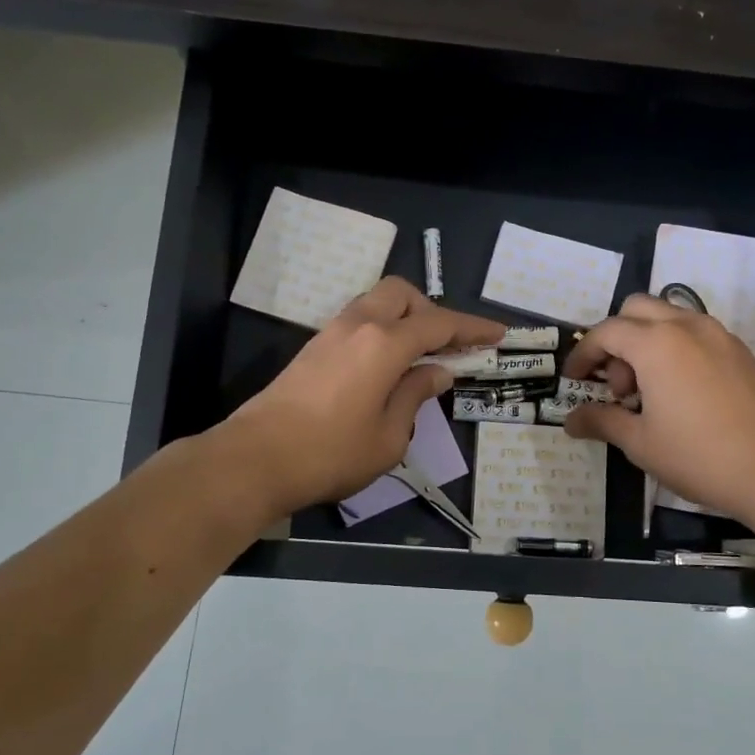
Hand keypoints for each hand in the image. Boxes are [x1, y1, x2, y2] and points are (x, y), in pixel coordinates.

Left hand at [221, 278, 503, 515]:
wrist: (255, 460)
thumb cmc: (331, 454)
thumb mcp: (389, 437)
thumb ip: (415, 396)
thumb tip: (436, 372)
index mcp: (384, 344)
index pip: (440, 324)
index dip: (473, 328)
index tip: (499, 334)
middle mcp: (358, 325)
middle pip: (402, 294)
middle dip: (431, 311)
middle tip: (446, 348)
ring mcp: (330, 334)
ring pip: (376, 303)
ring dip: (404, 319)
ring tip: (418, 358)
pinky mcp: (313, 349)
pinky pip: (358, 323)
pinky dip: (381, 332)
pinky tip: (385, 368)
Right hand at [561, 294, 754, 529]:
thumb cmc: (698, 456)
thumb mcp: (640, 443)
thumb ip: (602, 421)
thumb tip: (571, 420)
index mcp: (656, 344)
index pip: (606, 332)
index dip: (583, 354)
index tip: (573, 380)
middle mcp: (687, 327)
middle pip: (637, 310)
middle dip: (616, 340)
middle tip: (617, 386)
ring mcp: (719, 336)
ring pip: (669, 317)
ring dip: (646, 342)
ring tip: (648, 392)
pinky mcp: (739, 353)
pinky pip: (695, 333)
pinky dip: (674, 348)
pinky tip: (679, 394)